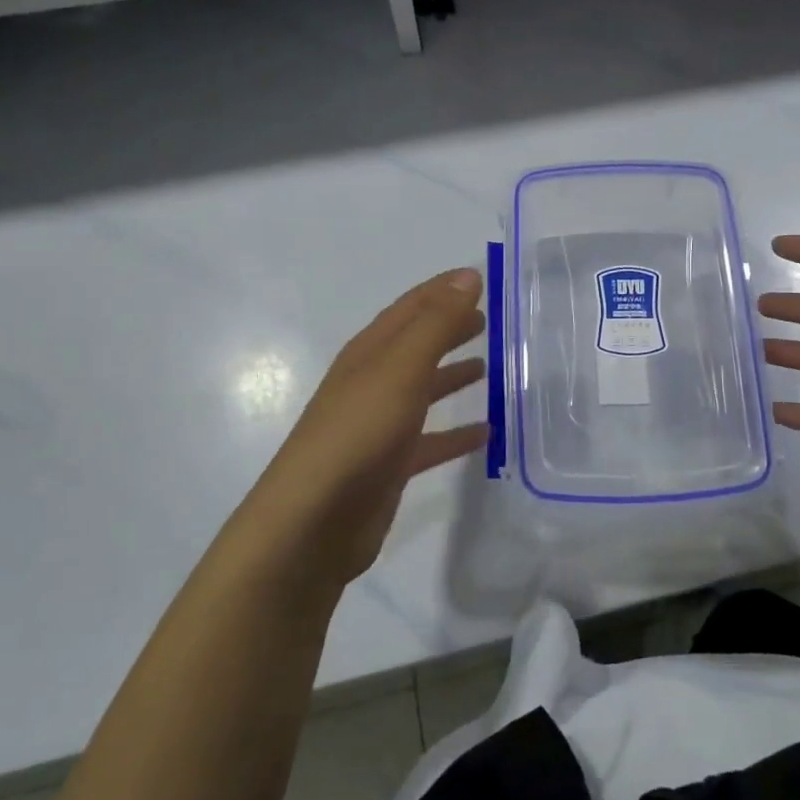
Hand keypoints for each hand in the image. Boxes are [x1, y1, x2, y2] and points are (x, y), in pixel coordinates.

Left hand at [249, 268, 488, 590]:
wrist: (312, 523)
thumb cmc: (358, 433)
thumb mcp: (401, 368)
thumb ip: (437, 323)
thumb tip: (469, 276)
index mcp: (371, 352)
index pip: (411, 307)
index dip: (443, 290)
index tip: (479, 278)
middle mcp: (373, 382)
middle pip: (417, 345)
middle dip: (448, 328)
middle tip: (487, 321)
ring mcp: (379, 425)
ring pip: (423, 390)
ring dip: (452, 376)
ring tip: (488, 367)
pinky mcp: (390, 466)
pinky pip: (431, 439)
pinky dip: (456, 432)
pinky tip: (485, 434)